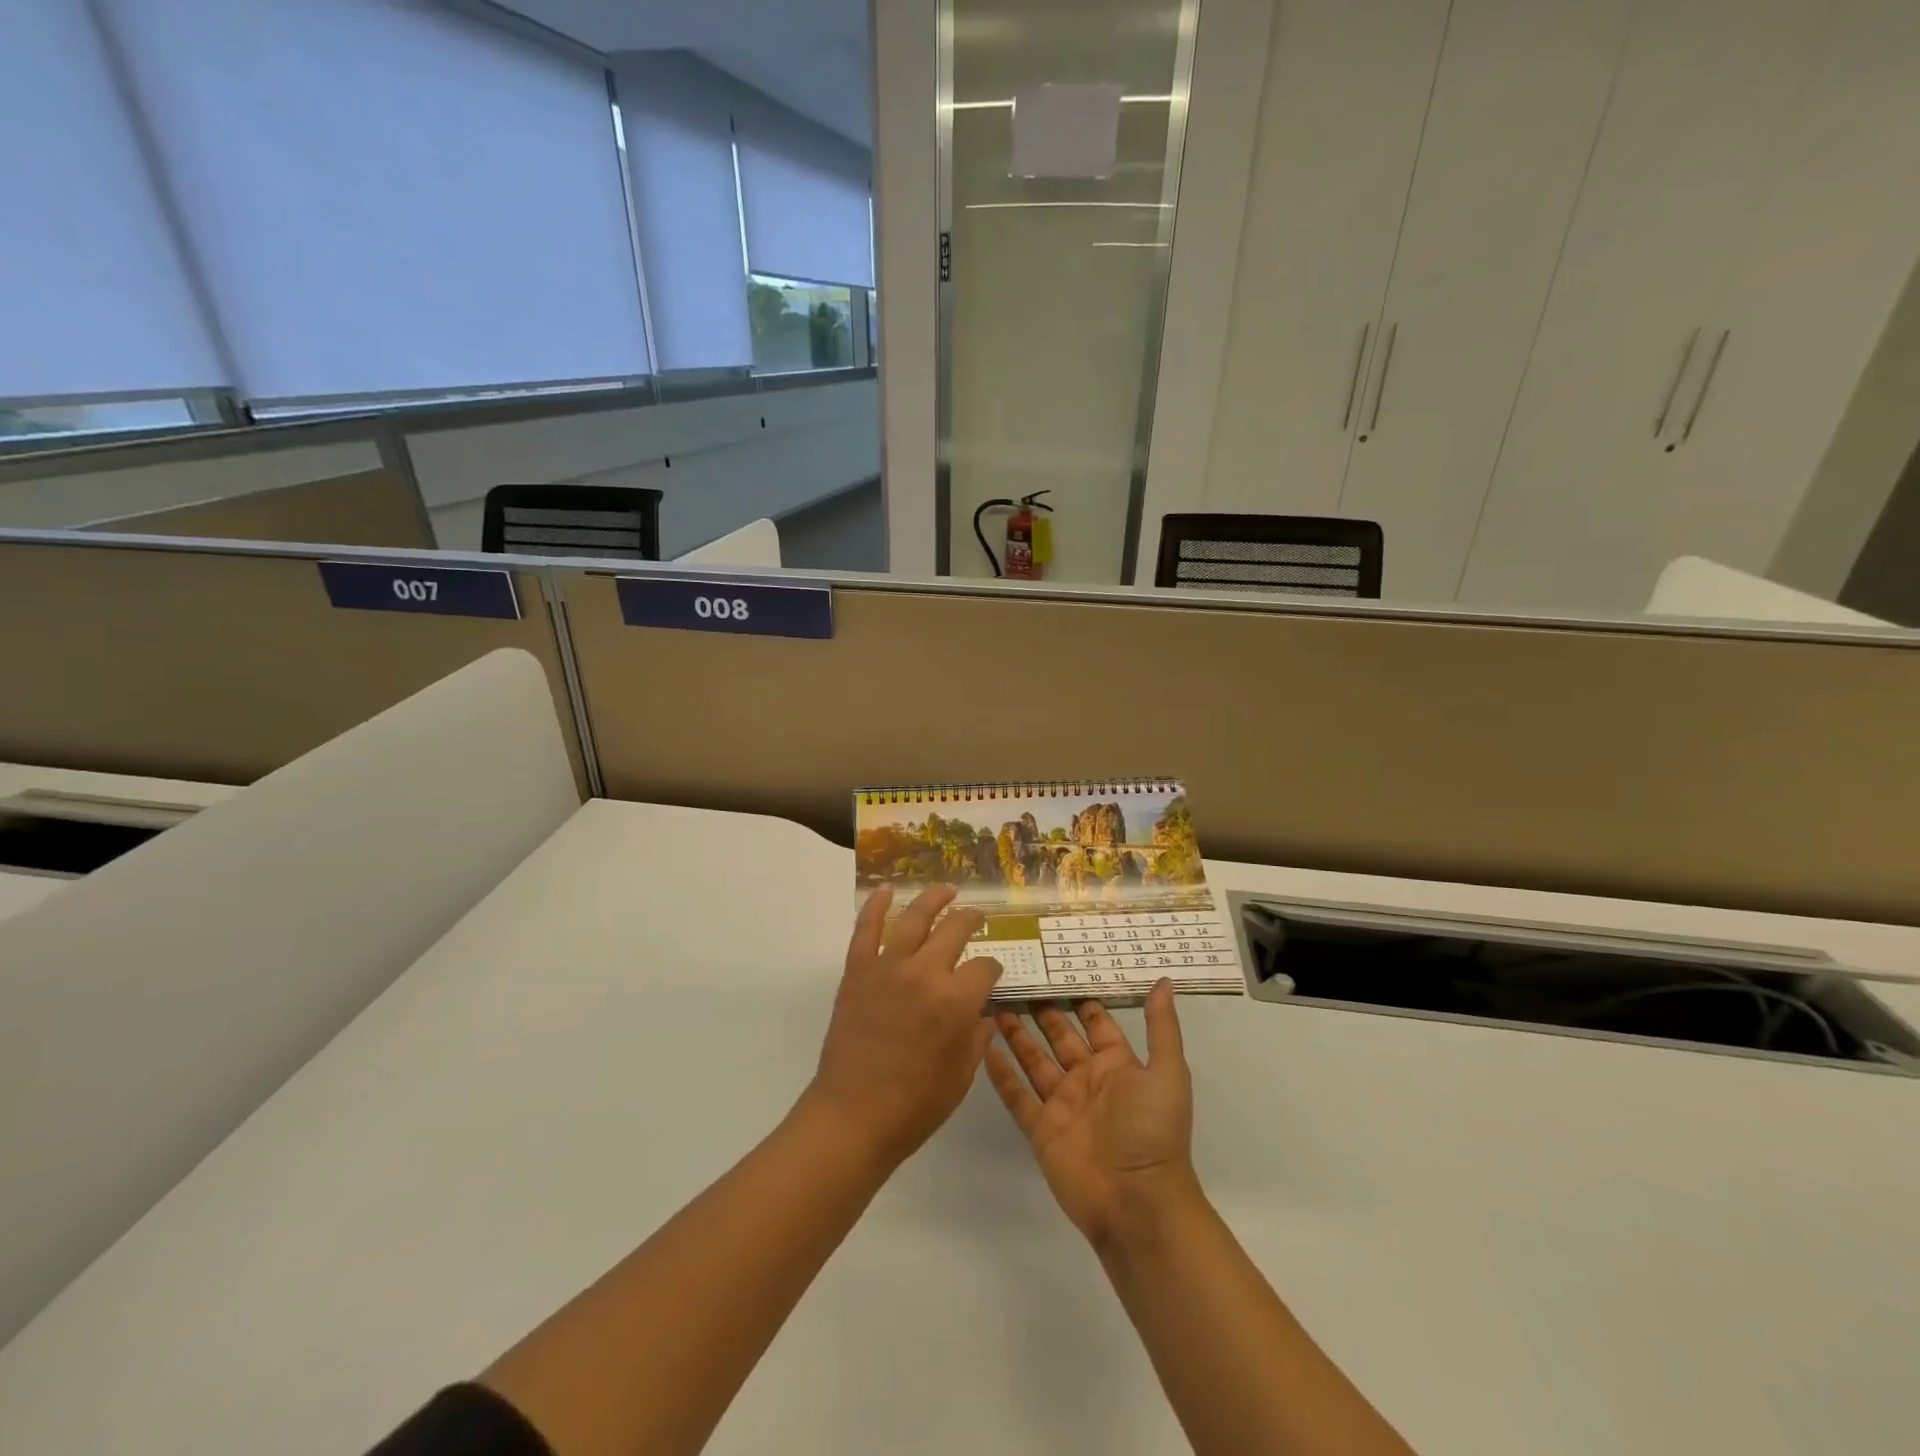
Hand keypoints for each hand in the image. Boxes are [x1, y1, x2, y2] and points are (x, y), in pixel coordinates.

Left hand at [807, 885, 1002, 1169]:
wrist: (853, 1116)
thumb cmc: (915, 1105)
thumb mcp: (962, 1075)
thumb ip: (976, 1036)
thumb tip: (981, 1011)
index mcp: (956, 1000)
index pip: (985, 968)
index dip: (993, 970)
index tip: (992, 974)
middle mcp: (925, 973)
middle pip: (955, 930)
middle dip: (971, 920)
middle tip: (976, 917)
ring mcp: (888, 967)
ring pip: (914, 918)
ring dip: (933, 899)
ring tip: (946, 890)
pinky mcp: (858, 971)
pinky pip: (866, 929)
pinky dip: (875, 906)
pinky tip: (885, 891)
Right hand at [985, 981, 1195, 1248]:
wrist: (1137, 1203)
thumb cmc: (1153, 1132)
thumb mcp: (1167, 1073)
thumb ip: (1161, 1027)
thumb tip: (1163, 980)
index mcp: (1117, 1064)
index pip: (1094, 1020)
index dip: (1077, 995)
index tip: (1056, 964)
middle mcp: (1086, 1078)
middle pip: (1058, 1034)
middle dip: (1040, 1008)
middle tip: (1016, 977)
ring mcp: (1061, 1104)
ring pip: (1033, 1059)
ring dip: (1015, 1033)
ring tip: (994, 1002)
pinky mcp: (1040, 1128)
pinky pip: (1016, 1095)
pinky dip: (1000, 1073)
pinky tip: (983, 1047)